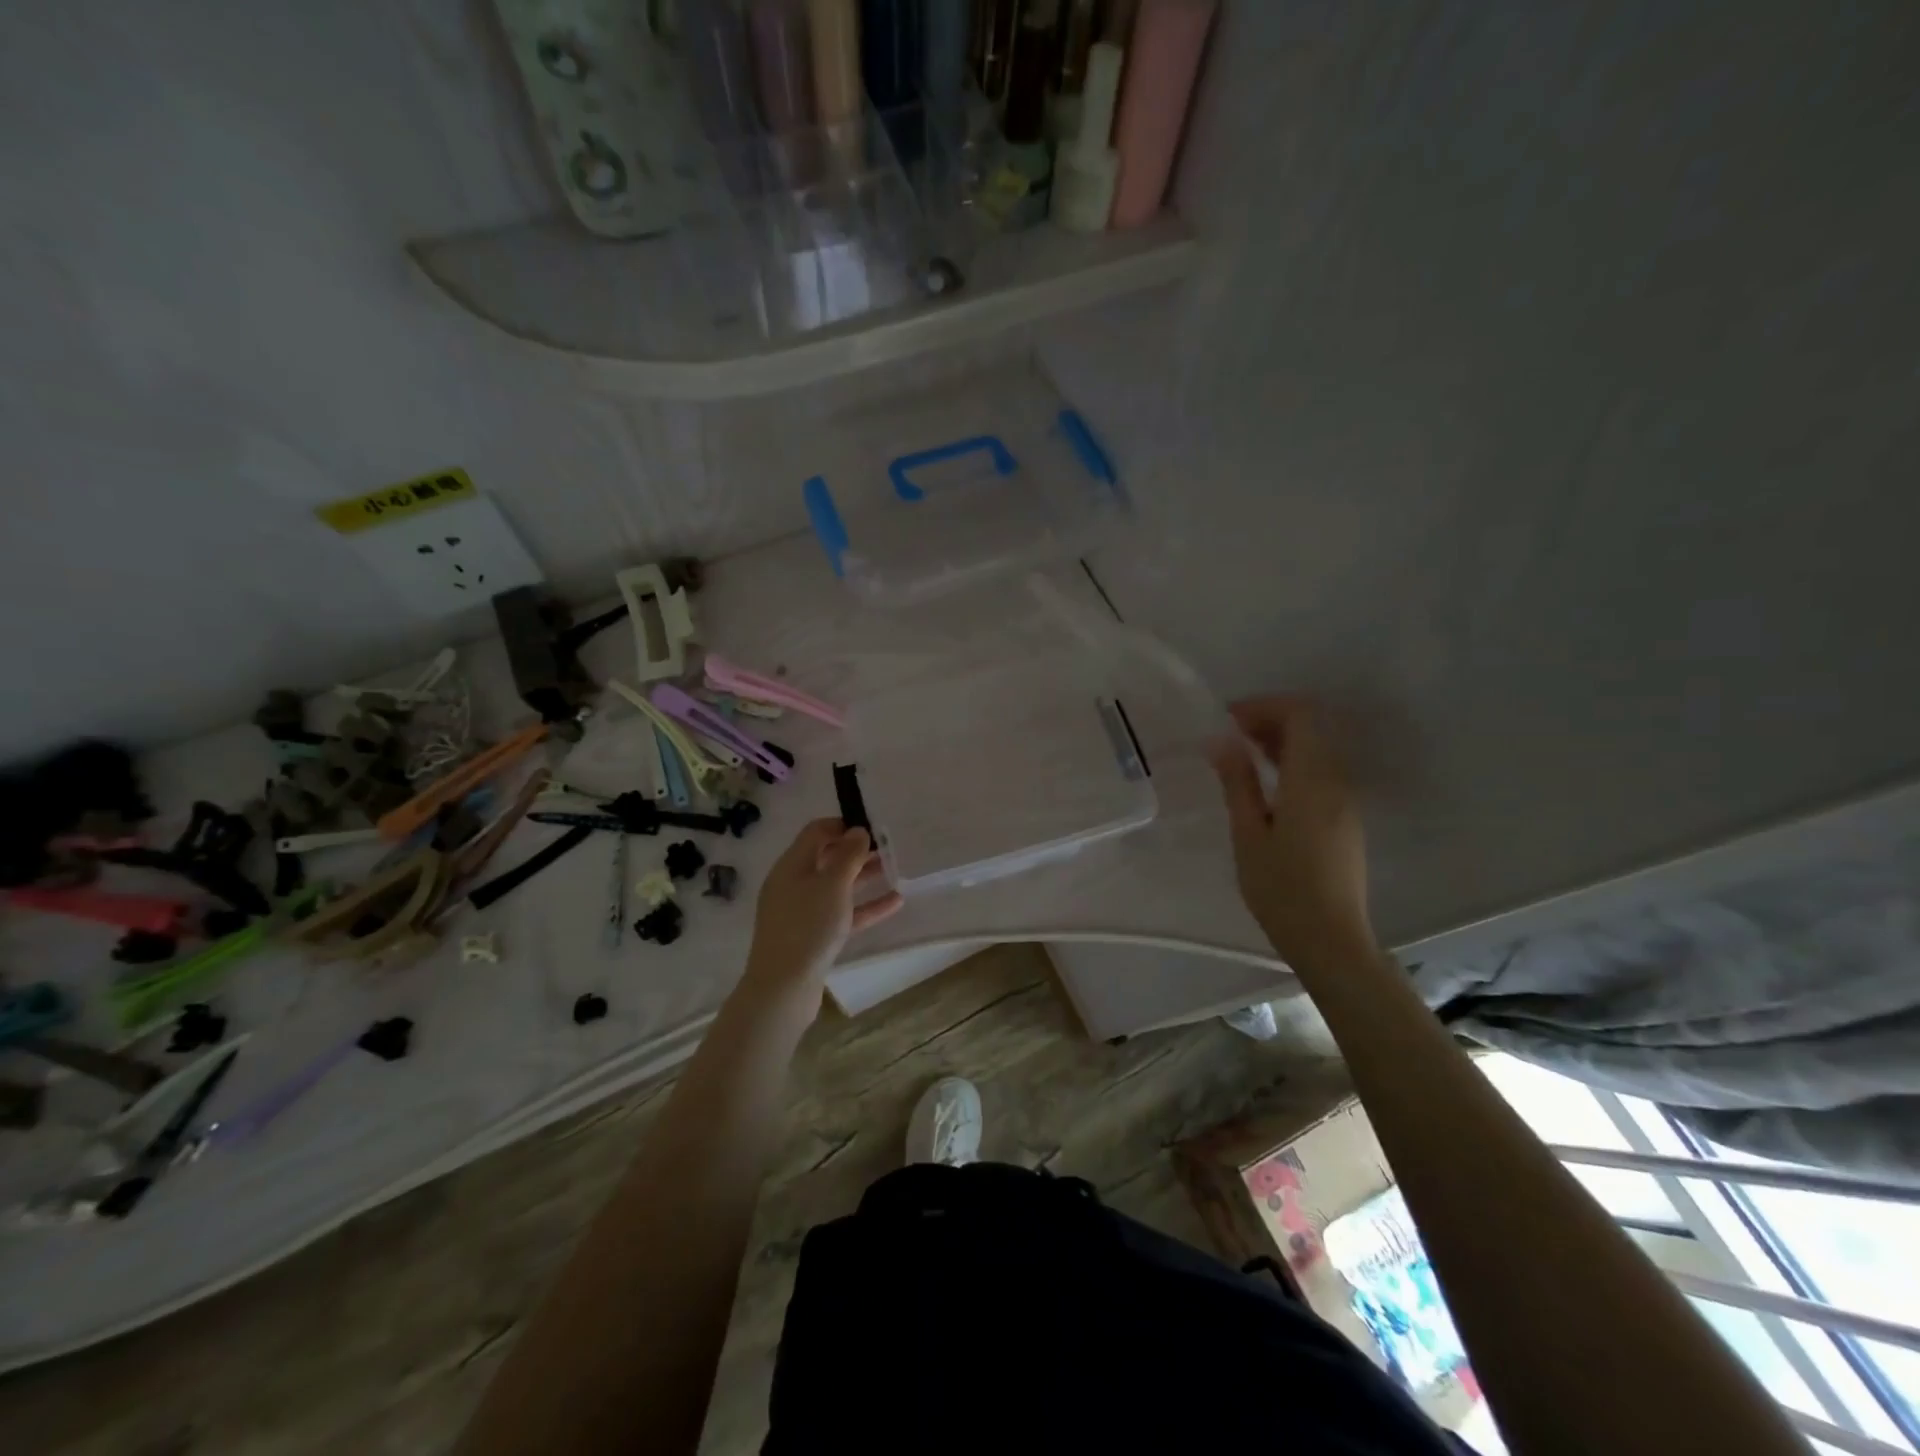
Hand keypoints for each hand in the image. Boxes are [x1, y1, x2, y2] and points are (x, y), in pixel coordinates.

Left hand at [742, 820, 902, 996]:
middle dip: (857, 851)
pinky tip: (894, 902)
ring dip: (864, 877)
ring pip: (837, 886)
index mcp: (791, 865)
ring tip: (895, 871)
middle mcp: (793, 884)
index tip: (871, 827)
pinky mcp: (813, 936)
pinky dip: (865, 906)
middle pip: (827, 858)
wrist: (784, 988)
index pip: (816, 832)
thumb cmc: (808, 927)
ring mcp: (802, 912)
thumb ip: (847, 856)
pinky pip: (843, 913)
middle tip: (887, 848)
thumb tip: (857, 831)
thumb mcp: (832, 885)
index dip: (842, 825)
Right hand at [1209, 697, 1375, 968]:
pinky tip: (1265, 784)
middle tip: (1228, 735)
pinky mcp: (1346, 819)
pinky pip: (1322, 772)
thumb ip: (1238, 782)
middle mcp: (1337, 782)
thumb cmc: (1281, 889)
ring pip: (1318, 750)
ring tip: (1240, 757)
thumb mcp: (1248, 834)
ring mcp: (1347, 801)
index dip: (1264, 706)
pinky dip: (1293, 763)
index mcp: (1312, 780)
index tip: (1227, 719)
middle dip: (1270, 720)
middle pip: (1312, 728)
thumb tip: (1221, 741)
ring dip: (1281, 741)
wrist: (1331, 940)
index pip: (1300, 716)